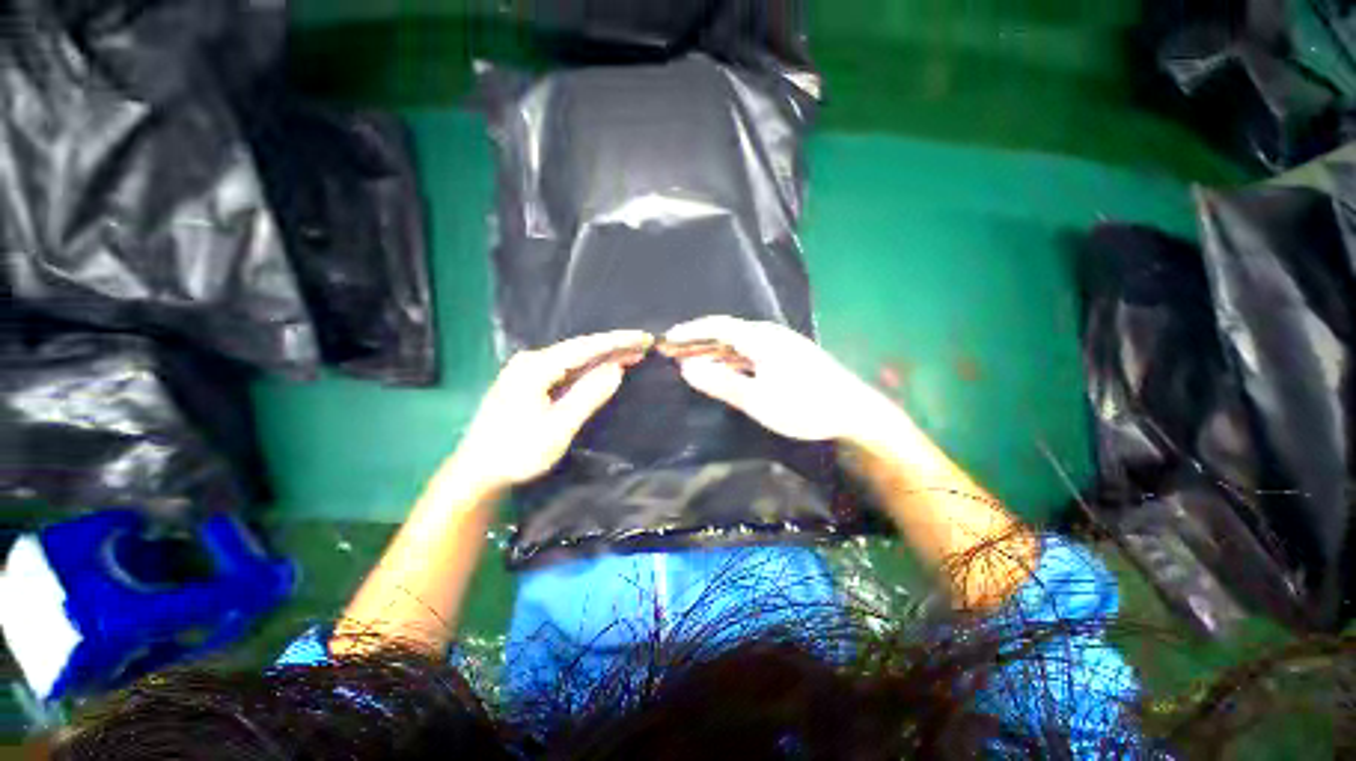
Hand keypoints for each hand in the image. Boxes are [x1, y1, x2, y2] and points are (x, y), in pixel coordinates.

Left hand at [452, 330, 651, 490]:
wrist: (477, 471)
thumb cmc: (517, 452)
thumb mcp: (558, 428)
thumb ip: (588, 396)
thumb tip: (615, 369)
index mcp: (537, 367)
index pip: (586, 347)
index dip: (617, 341)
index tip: (644, 337)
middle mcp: (532, 361)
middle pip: (581, 349)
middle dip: (613, 346)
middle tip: (644, 346)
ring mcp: (528, 370)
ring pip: (574, 358)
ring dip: (603, 357)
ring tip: (632, 354)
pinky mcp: (529, 382)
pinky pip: (566, 368)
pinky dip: (588, 368)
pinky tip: (603, 368)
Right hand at [666, 316, 900, 443]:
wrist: (855, 412)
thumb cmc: (804, 406)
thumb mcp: (757, 400)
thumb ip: (721, 382)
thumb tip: (687, 367)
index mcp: (761, 338)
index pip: (717, 326)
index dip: (691, 331)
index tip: (668, 339)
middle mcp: (770, 335)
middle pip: (727, 331)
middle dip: (700, 340)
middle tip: (676, 352)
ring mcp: (782, 345)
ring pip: (740, 342)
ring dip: (716, 350)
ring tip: (695, 361)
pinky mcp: (789, 356)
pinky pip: (752, 351)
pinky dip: (733, 359)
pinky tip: (727, 369)